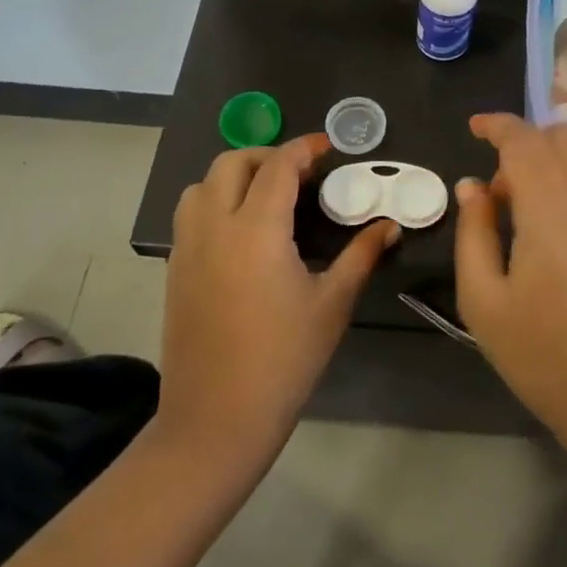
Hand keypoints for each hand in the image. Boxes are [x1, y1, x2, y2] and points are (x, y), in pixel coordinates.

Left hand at [161, 134, 397, 463]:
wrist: (217, 419)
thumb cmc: (284, 359)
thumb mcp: (332, 304)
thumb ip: (361, 255)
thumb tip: (390, 225)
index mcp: (256, 230)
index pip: (278, 167)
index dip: (304, 148)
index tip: (327, 147)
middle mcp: (215, 227)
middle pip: (231, 163)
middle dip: (267, 156)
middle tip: (299, 172)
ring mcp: (188, 248)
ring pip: (202, 185)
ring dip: (234, 176)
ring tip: (266, 196)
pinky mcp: (175, 270)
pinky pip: (190, 215)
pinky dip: (215, 202)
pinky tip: (242, 232)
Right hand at [453, 115, 566, 504]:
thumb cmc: (546, 358)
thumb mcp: (484, 301)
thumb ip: (473, 232)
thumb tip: (471, 185)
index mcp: (550, 208)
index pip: (525, 139)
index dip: (497, 124)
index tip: (474, 127)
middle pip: (561, 138)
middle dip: (524, 143)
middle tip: (497, 191)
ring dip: (549, 165)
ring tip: (523, 217)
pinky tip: (556, 236)